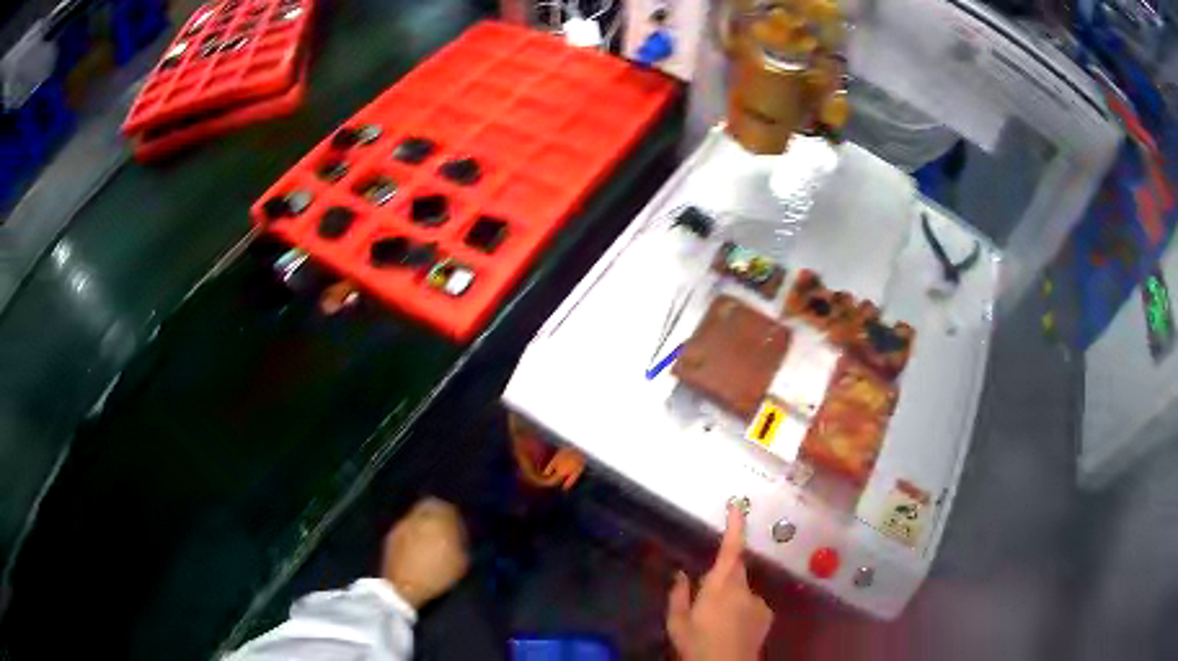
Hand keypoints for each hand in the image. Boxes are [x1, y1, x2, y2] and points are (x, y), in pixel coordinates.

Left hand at [381, 497, 469, 608]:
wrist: (404, 587)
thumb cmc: (436, 575)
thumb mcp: (461, 562)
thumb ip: (461, 542)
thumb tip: (458, 534)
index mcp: (438, 520)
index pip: (448, 506)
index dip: (454, 515)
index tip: (458, 526)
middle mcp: (418, 516)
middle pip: (430, 505)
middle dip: (437, 514)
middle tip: (444, 528)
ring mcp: (402, 524)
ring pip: (416, 515)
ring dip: (423, 522)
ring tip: (429, 537)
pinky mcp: (392, 535)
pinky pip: (406, 526)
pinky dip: (413, 531)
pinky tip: (416, 545)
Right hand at [666, 504, 772, 660]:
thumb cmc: (697, 645)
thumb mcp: (677, 623)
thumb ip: (679, 596)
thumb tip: (681, 574)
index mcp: (720, 586)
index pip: (730, 549)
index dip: (735, 526)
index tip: (737, 505)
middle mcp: (743, 589)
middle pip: (735, 570)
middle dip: (723, 577)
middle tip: (706, 600)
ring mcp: (758, 601)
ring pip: (742, 590)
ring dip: (731, 598)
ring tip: (717, 623)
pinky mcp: (766, 614)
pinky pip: (751, 604)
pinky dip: (742, 610)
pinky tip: (732, 629)